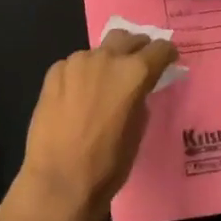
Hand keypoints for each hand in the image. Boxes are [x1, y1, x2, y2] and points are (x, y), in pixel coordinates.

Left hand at [10, 30, 179, 220]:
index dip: (166, 54)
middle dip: (136, 48)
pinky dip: (81, 74)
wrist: (59, 182)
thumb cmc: (107, 165)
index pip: (160, 48)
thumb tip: (136, 91)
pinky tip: (78, 96)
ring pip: (98, 51)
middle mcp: (106, 59)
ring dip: (106, 61)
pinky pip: (74, 65)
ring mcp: (76, 63)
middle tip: (138, 64)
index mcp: (134, 73)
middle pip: (127, 38)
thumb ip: (140, 100)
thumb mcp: (138, 131)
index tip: (167, 61)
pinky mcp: (53, 73)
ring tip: (103, 84)